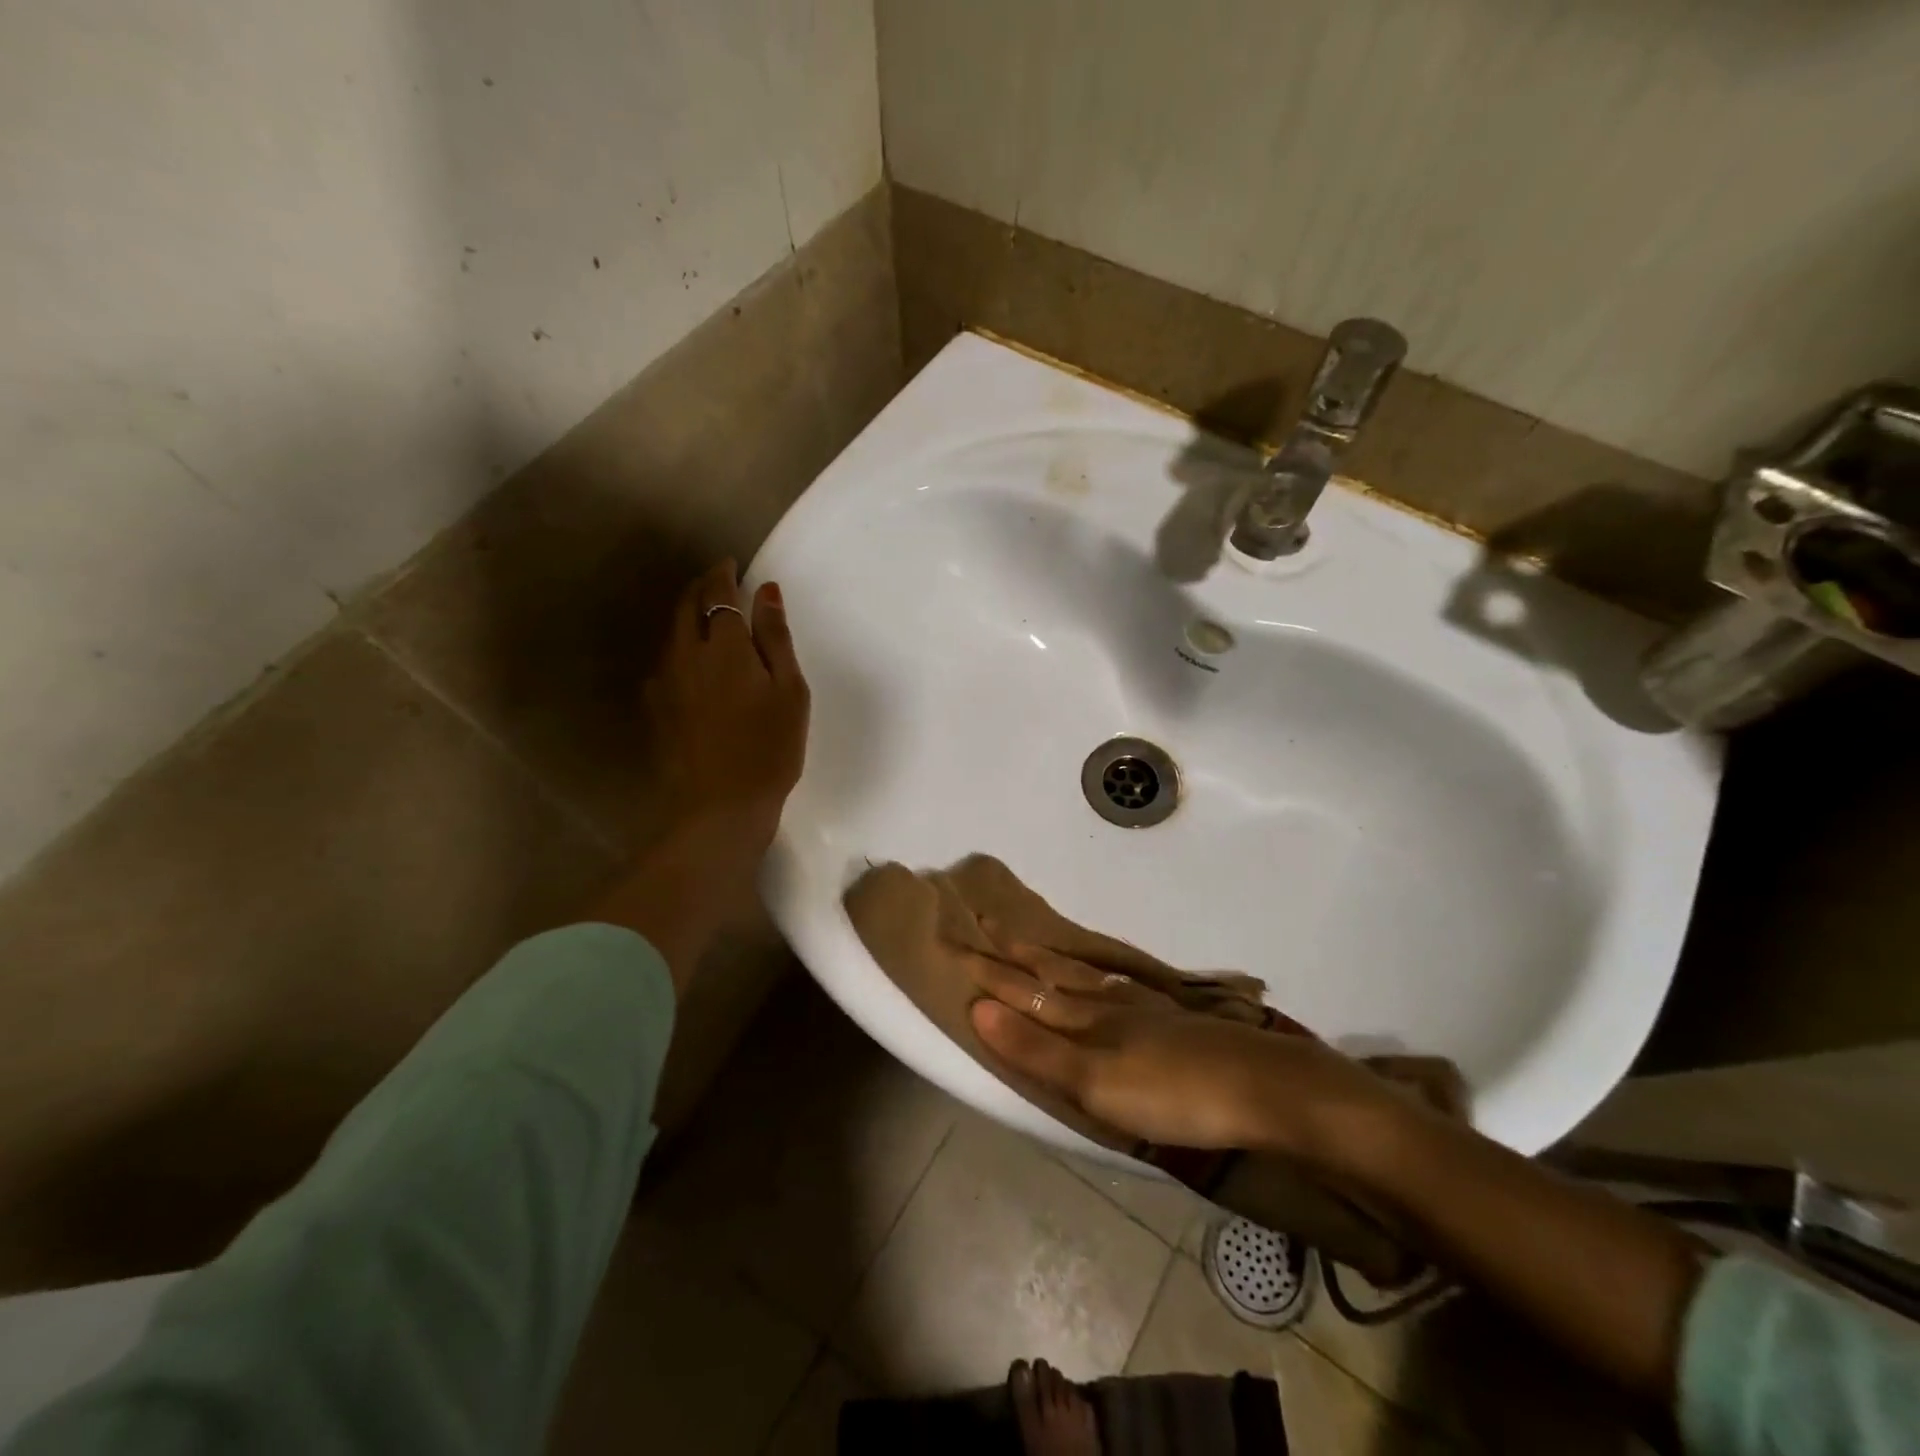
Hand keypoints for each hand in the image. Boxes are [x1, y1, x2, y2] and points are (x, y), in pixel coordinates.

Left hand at [595, 561, 808, 988]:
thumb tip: (766, 591)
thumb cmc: (769, 749)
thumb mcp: (789, 692)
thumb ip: (776, 638)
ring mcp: (665, 681)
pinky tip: (696, 660)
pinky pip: (667, 659)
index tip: (733, 564)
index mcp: (725, 645)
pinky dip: (682, 645)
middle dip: (701, 585)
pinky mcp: (656, 707)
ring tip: (710, 615)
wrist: (719, 808)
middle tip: (720, 580)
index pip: (718, 591)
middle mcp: (686, 653)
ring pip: (673, 631)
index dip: (724, 573)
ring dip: (689, 613)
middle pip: (687, 605)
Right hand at [963, 939, 1403, 1163]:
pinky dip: (1101, 976)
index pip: (1026, 991)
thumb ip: (1038, 1049)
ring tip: (1035, 944)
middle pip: (1053, 974)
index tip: (959, 945)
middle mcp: (1109, 1004)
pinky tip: (1110, 980)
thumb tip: (979, 1008)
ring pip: (1087, 975)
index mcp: (1086, 1019)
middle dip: (1016, 955)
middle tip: (988, 924)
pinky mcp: (1174, 1020)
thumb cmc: (1170, 1093)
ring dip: (1054, 960)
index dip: (991, 973)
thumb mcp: (1094, 1082)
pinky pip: (1121, 986)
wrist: (1260, 1088)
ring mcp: (1145, 1008)